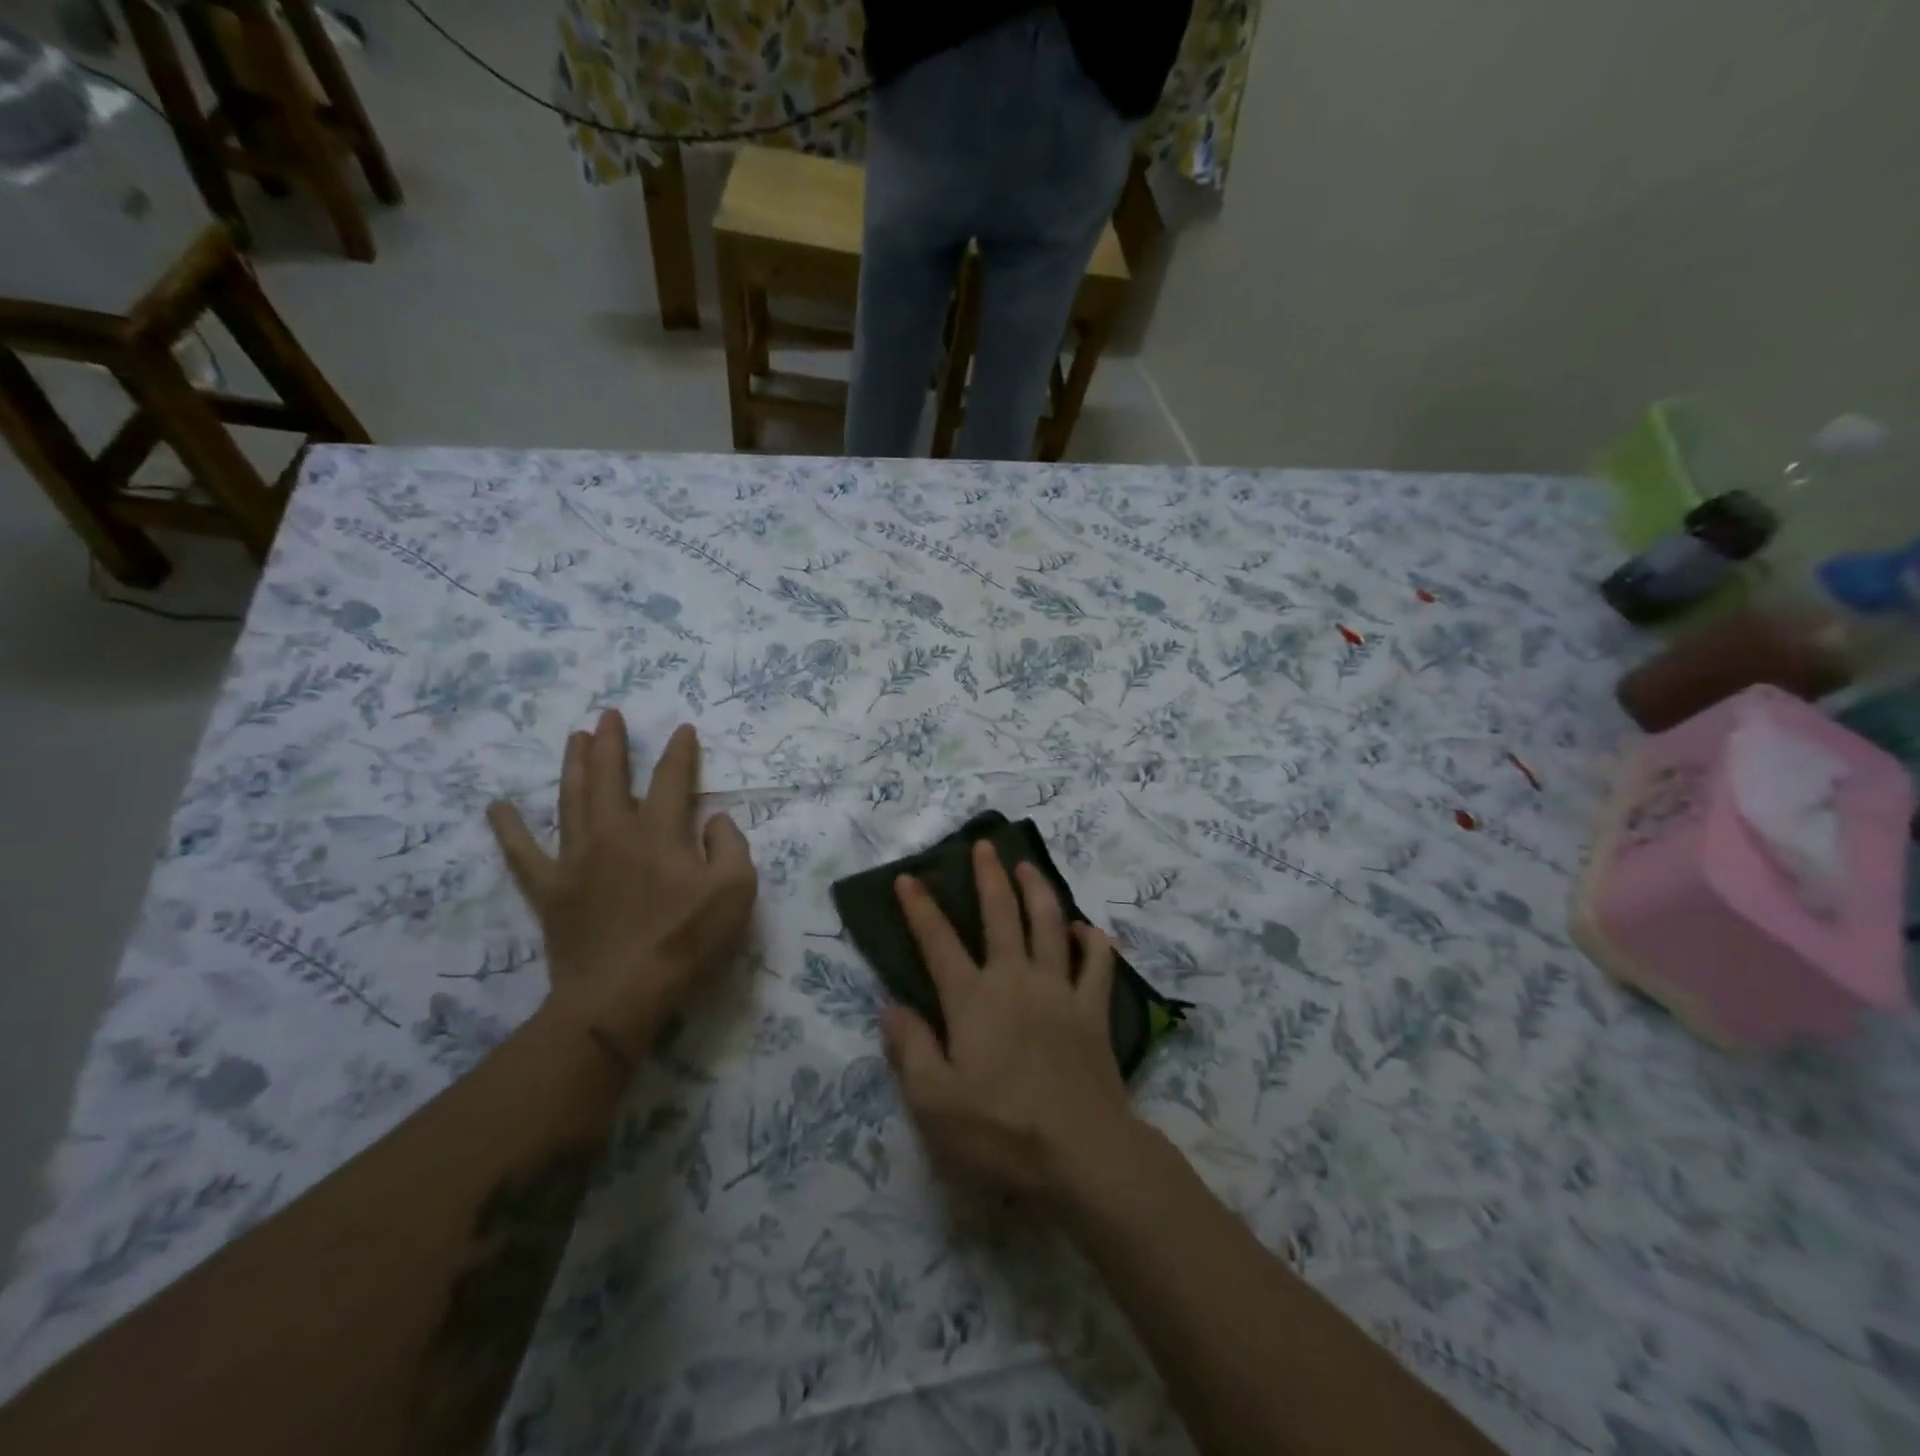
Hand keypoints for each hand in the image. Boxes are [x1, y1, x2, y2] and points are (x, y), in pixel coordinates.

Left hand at [487, 711, 757, 1057]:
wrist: (621, 994)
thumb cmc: (686, 942)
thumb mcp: (736, 891)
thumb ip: (731, 846)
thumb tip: (714, 820)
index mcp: (659, 831)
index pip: (671, 779)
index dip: (679, 752)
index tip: (682, 730)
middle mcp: (614, 833)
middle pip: (610, 776)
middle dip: (612, 742)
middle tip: (609, 715)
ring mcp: (575, 859)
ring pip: (570, 799)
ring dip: (574, 765)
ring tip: (575, 737)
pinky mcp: (550, 890)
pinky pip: (522, 854)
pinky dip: (509, 829)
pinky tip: (497, 807)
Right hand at [882, 841, 1138, 1210]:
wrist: (1083, 1154)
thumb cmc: (1001, 1132)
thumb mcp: (934, 1102)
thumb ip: (910, 1050)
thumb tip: (892, 1007)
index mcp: (972, 1000)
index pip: (938, 942)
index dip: (920, 908)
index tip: (909, 877)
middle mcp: (1015, 980)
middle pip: (1000, 914)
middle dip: (989, 877)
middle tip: (984, 846)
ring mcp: (1059, 991)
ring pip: (1049, 924)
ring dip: (1037, 890)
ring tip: (1028, 866)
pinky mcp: (1093, 1010)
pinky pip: (1097, 963)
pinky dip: (1092, 940)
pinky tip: (1085, 929)